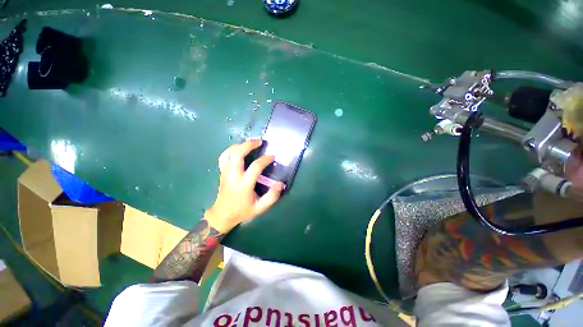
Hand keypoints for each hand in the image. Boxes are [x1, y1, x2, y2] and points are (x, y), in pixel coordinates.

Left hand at [205, 140, 284, 232]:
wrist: (222, 215)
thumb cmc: (242, 211)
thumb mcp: (260, 207)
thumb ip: (272, 196)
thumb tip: (281, 184)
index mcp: (244, 184)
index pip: (255, 167)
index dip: (265, 160)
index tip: (272, 156)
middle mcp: (233, 176)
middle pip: (237, 155)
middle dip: (248, 145)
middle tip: (260, 142)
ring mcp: (225, 173)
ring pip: (228, 153)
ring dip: (239, 145)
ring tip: (250, 143)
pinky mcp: (222, 172)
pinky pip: (223, 157)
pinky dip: (231, 150)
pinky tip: (238, 149)